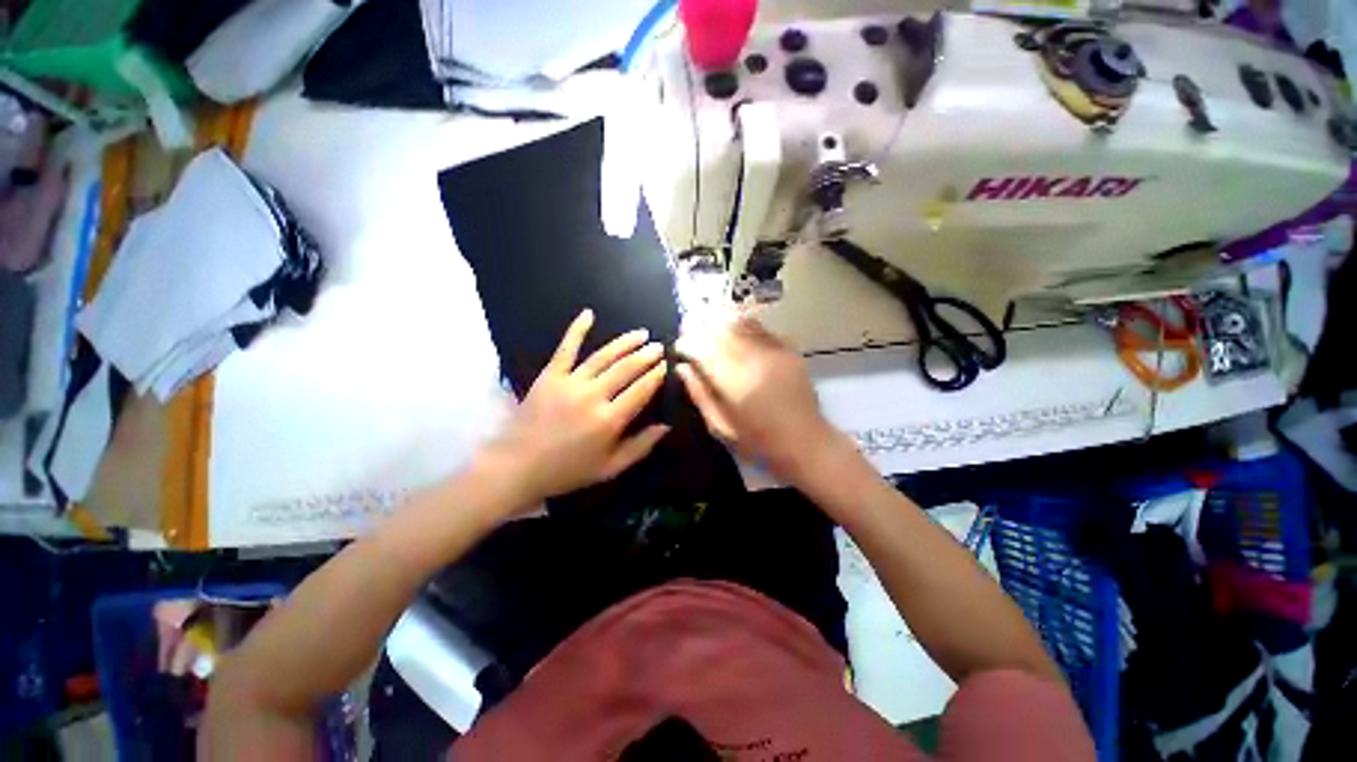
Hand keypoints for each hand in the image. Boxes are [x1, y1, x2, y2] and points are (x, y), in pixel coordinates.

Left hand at [486, 309, 668, 502]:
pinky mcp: (550, 375)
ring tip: (641, 333)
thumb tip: (666, 426)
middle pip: (626, 368)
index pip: (641, 390)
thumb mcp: (609, 468)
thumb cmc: (567, 471)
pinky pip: (566, 348)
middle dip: (646, 355)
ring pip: (603, 356)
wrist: (517, 467)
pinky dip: (577, 329)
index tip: (666, 365)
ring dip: (625, 342)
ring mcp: (570, 382)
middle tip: (659, 346)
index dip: (656, 375)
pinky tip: (588, 314)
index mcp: (609, 420)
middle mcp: (593, 396)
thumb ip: (640, 447)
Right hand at [675, 316, 841, 481]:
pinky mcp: (789, 350)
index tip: (679, 347)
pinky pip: (761, 328)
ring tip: (710, 326)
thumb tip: (682, 367)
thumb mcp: (719, 426)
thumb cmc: (758, 442)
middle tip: (691, 333)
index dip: (686, 343)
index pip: (702, 348)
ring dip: (721, 321)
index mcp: (734, 381)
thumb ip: (699, 394)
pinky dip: (744, 326)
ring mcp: (774, 351)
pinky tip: (737, 332)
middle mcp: (754, 359)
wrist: (806, 442)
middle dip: (700, 327)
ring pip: (741, 322)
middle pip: (720, 329)